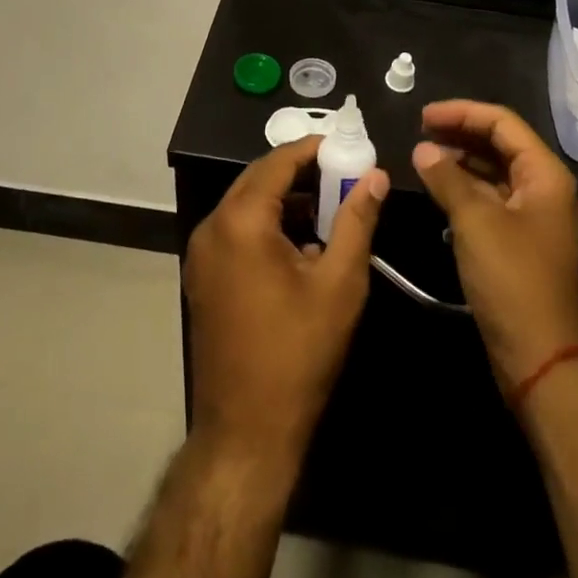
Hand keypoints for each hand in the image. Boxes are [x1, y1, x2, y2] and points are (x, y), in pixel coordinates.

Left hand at [184, 137, 388, 456]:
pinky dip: (266, 224)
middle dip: (300, 172)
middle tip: (341, 173)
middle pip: (258, 179)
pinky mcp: (202, 276)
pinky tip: (300, 244)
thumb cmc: (297, 353)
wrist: (246, 432)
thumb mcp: (339, 283)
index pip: (277, 162)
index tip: (345, 145)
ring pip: (246, 205)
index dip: (312, 148)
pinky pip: (236, 230)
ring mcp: (201, 253)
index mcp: (241, 221)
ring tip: (328, 208)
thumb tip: (375, 176)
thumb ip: (357, 221)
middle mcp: (212, 227)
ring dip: (285, 199)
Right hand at [412, 101, 577, 391]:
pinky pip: (491, 197)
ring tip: (424, 158)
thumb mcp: (474, 221)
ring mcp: (533, 214)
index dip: (461, 112)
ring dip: (460, 160)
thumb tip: (423, 150)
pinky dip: (465, 187)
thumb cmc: (511, 278)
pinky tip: (438, 189)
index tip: (423, 116)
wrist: (539, 354)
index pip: (502, 123)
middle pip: (500, 143)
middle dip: (460, 132)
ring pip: (494, 170)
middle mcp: (544, 187)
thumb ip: (447, 178)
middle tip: (420, 131)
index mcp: (544, 174)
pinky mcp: (519, 238)